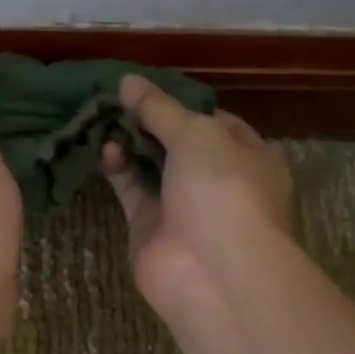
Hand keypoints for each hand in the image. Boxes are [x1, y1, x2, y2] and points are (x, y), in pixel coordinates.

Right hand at [103, 75, 293, 318]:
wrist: (213, 272)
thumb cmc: (222, 189)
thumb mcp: (196, 134)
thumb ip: (160, 108)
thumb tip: (127, 80)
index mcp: (249, 156)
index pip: (218, 122)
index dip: (186, 103)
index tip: (153, 87)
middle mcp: (219, 181)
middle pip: (181, 144)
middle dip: (152, 122)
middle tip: (118, 98)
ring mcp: (185, 207)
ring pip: (154, 167)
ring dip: (132, 143)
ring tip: (105, 116)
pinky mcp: (152, 228)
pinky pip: (133, 191)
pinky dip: (119, 169)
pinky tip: (106, 148)